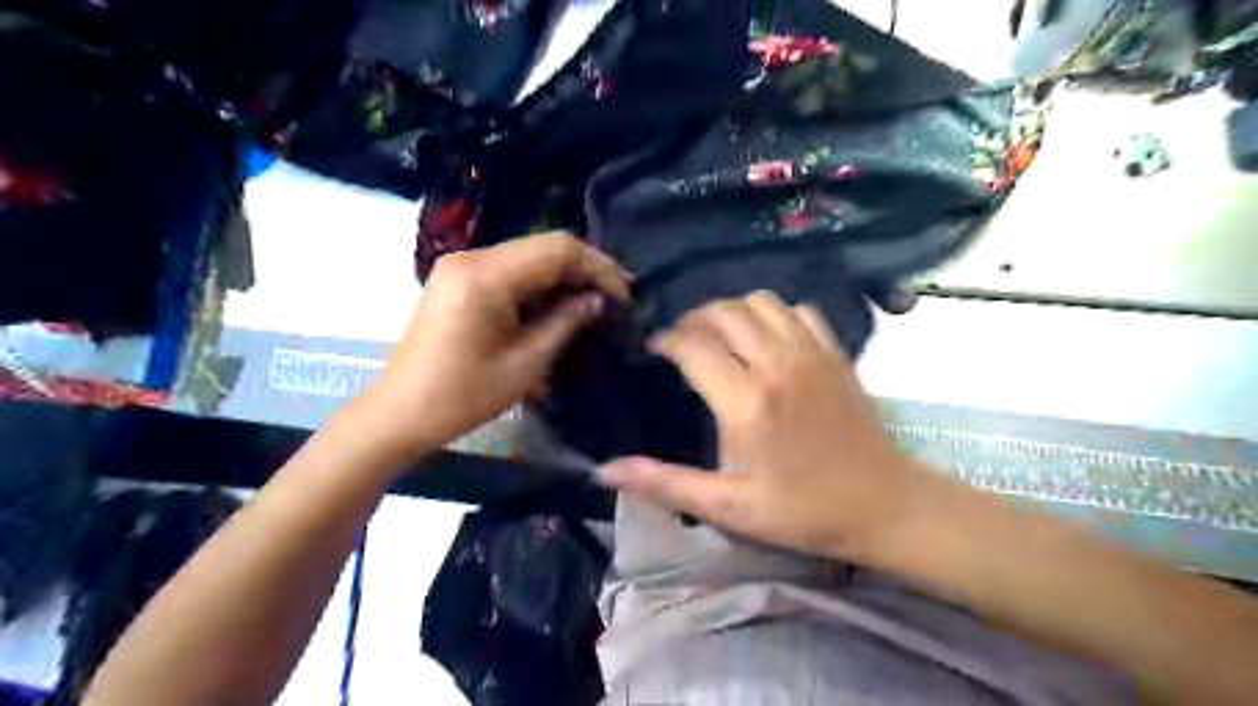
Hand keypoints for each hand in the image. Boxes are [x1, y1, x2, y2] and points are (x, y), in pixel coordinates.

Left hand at [352, 230, 627, 453]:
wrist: (400, 413)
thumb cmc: (464, 395)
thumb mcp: (526, 362)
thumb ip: (566, 322)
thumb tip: (597, 300)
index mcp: (486, 275)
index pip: (558, 249)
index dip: (598, 267)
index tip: (624, 294)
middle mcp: (471, 258)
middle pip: (543, 247)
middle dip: (583, 271)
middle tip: (614, 299)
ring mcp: (461, 267)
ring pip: (528, 258)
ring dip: (562, 279)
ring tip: (591, 306)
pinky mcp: (458, 281)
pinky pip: (509, 272)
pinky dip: (538, 287)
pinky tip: (556, 309)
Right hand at [595, 289, 926, 560]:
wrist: (884, 505)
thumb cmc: (802, 511)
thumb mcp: (728, 506)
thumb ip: (665, 483)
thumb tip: (603, 471)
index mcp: (746, 402)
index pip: (693, 346)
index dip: (666, 340)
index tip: (654, 349)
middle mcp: (777, 364)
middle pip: (724, 312)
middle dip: (694, 319)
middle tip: (682, 341)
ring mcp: (812, 353)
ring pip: (761, 302)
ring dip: (732, 311)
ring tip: (721, 336)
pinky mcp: (836, 353)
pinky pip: (799, 310)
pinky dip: (776, 314)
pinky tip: (768, 339)